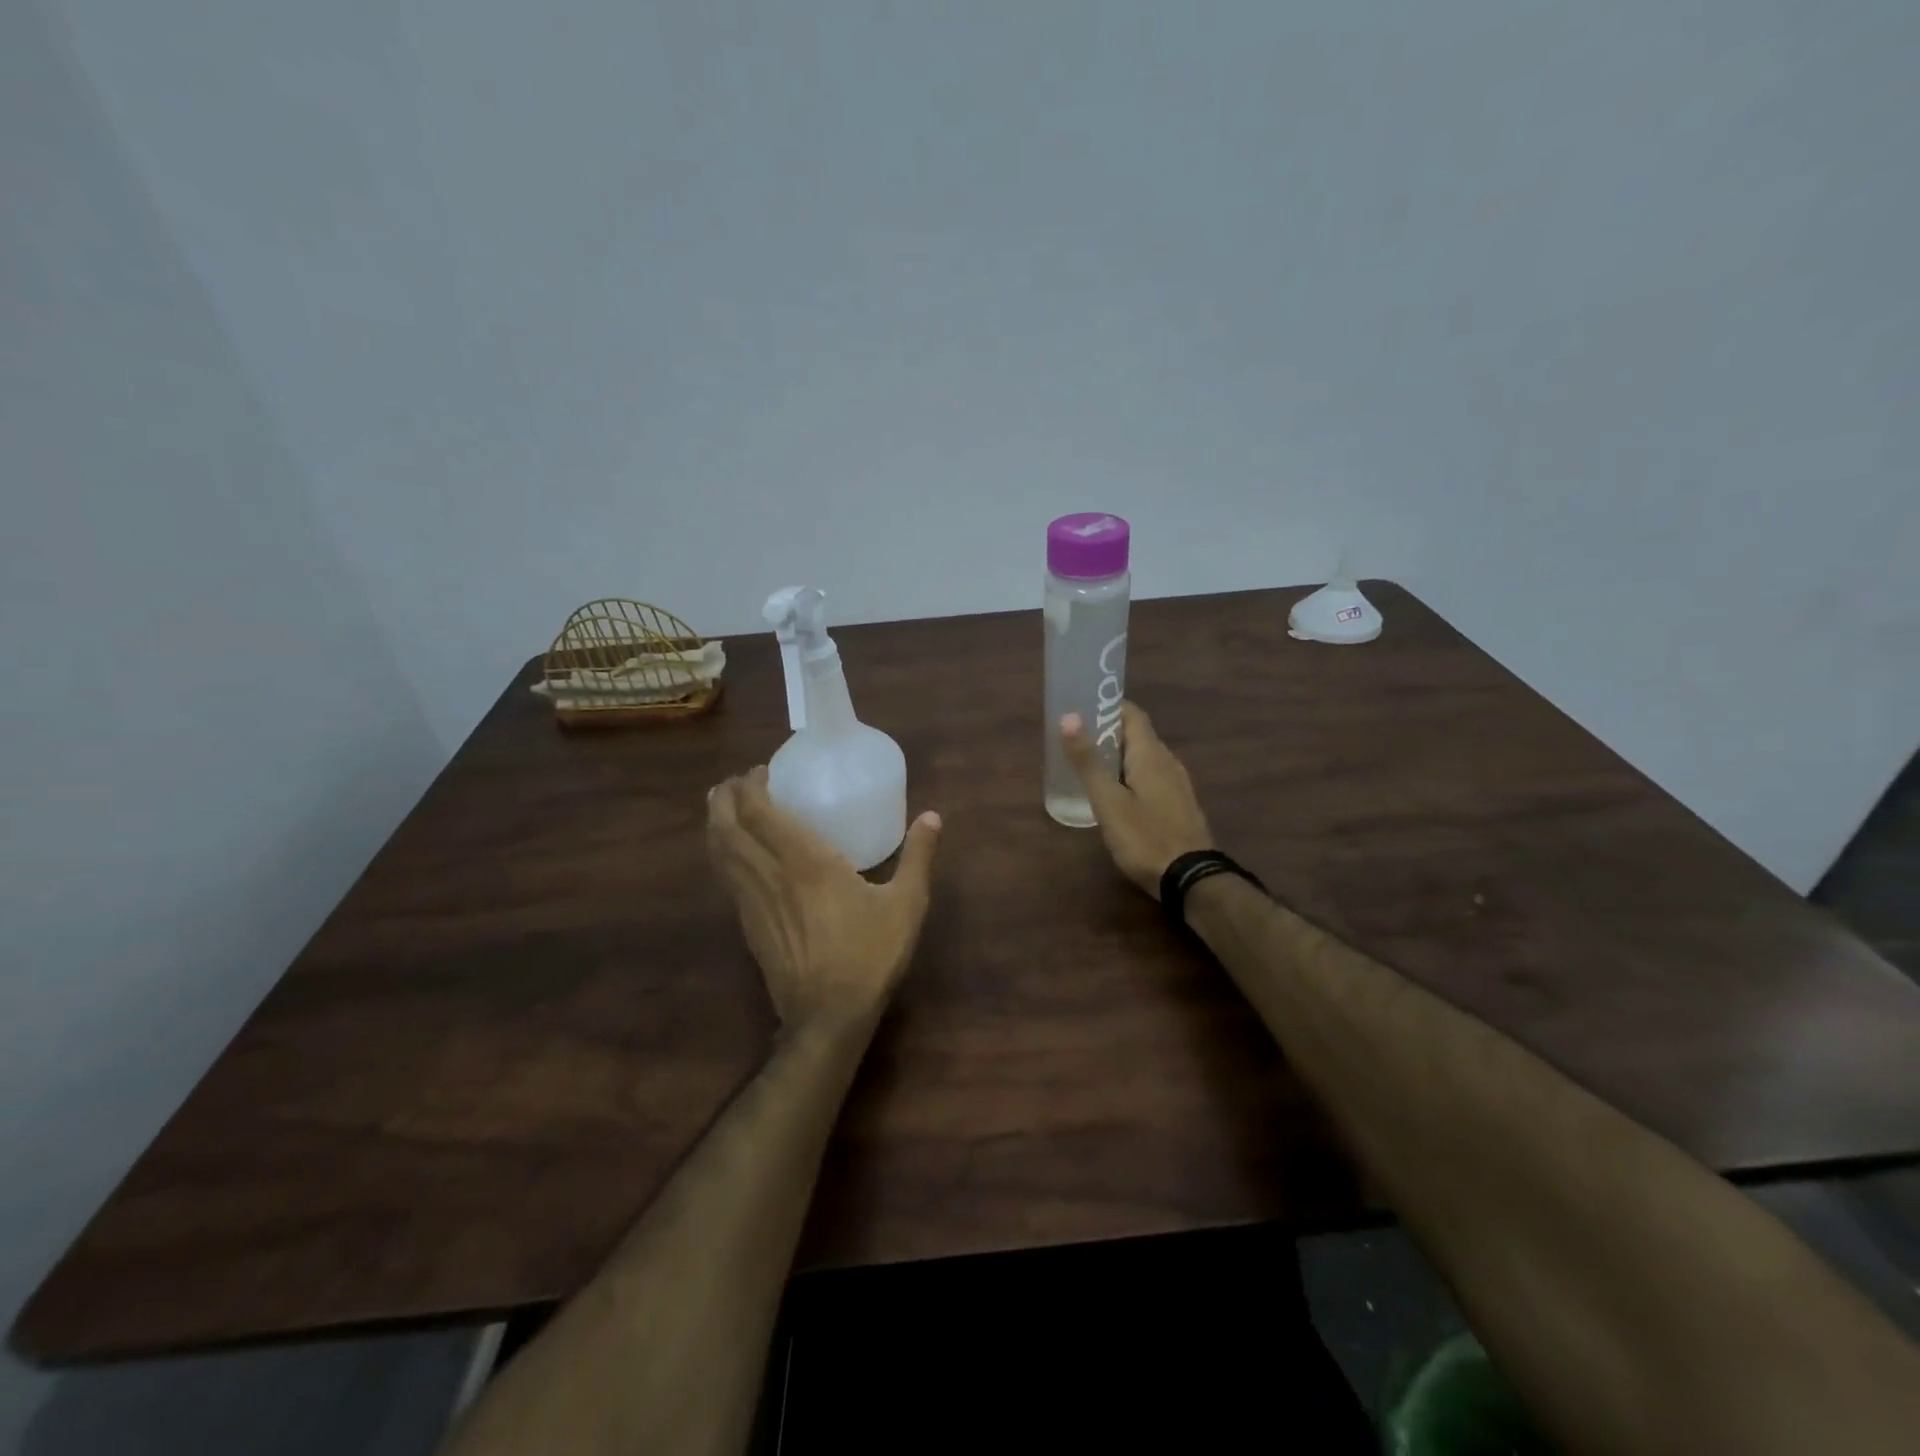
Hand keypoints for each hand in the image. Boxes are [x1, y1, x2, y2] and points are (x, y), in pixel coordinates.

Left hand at [707, 767, 941, 1031]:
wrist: (829, 1016)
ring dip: (716, 823)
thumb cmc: (870, 955)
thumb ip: (918, 856)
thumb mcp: (907, 904)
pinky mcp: (747, 925)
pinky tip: (736, 853)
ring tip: (724, 806)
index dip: (751, 786)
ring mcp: (752, 901)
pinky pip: (726, 877)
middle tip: (736, 782)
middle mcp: (770, 874)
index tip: (761, 771)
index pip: (760, 812)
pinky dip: (724, 853)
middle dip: (724, 797)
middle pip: (727, 826)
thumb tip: (932, 816)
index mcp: (805, 861)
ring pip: (719, 852)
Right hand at [1060, 701, 1214, 897]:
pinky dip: (1132, 775)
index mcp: (1151, 754)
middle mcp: (1168, 761)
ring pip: (1145, 758)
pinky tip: (1117, 794)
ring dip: (1120, 756)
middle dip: (1109, 732)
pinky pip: (1153, 777)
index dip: (1109, 706)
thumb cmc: (1144, 836)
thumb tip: (1069, 716)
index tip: (1082, 708)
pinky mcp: (1179, 805)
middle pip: (1138, 735)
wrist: (1190, 879)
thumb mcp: (1107, 800)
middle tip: (1077, 739)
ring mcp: (1177, 784)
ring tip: (1091, 765)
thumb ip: (1087, 760)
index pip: (1132, 714)